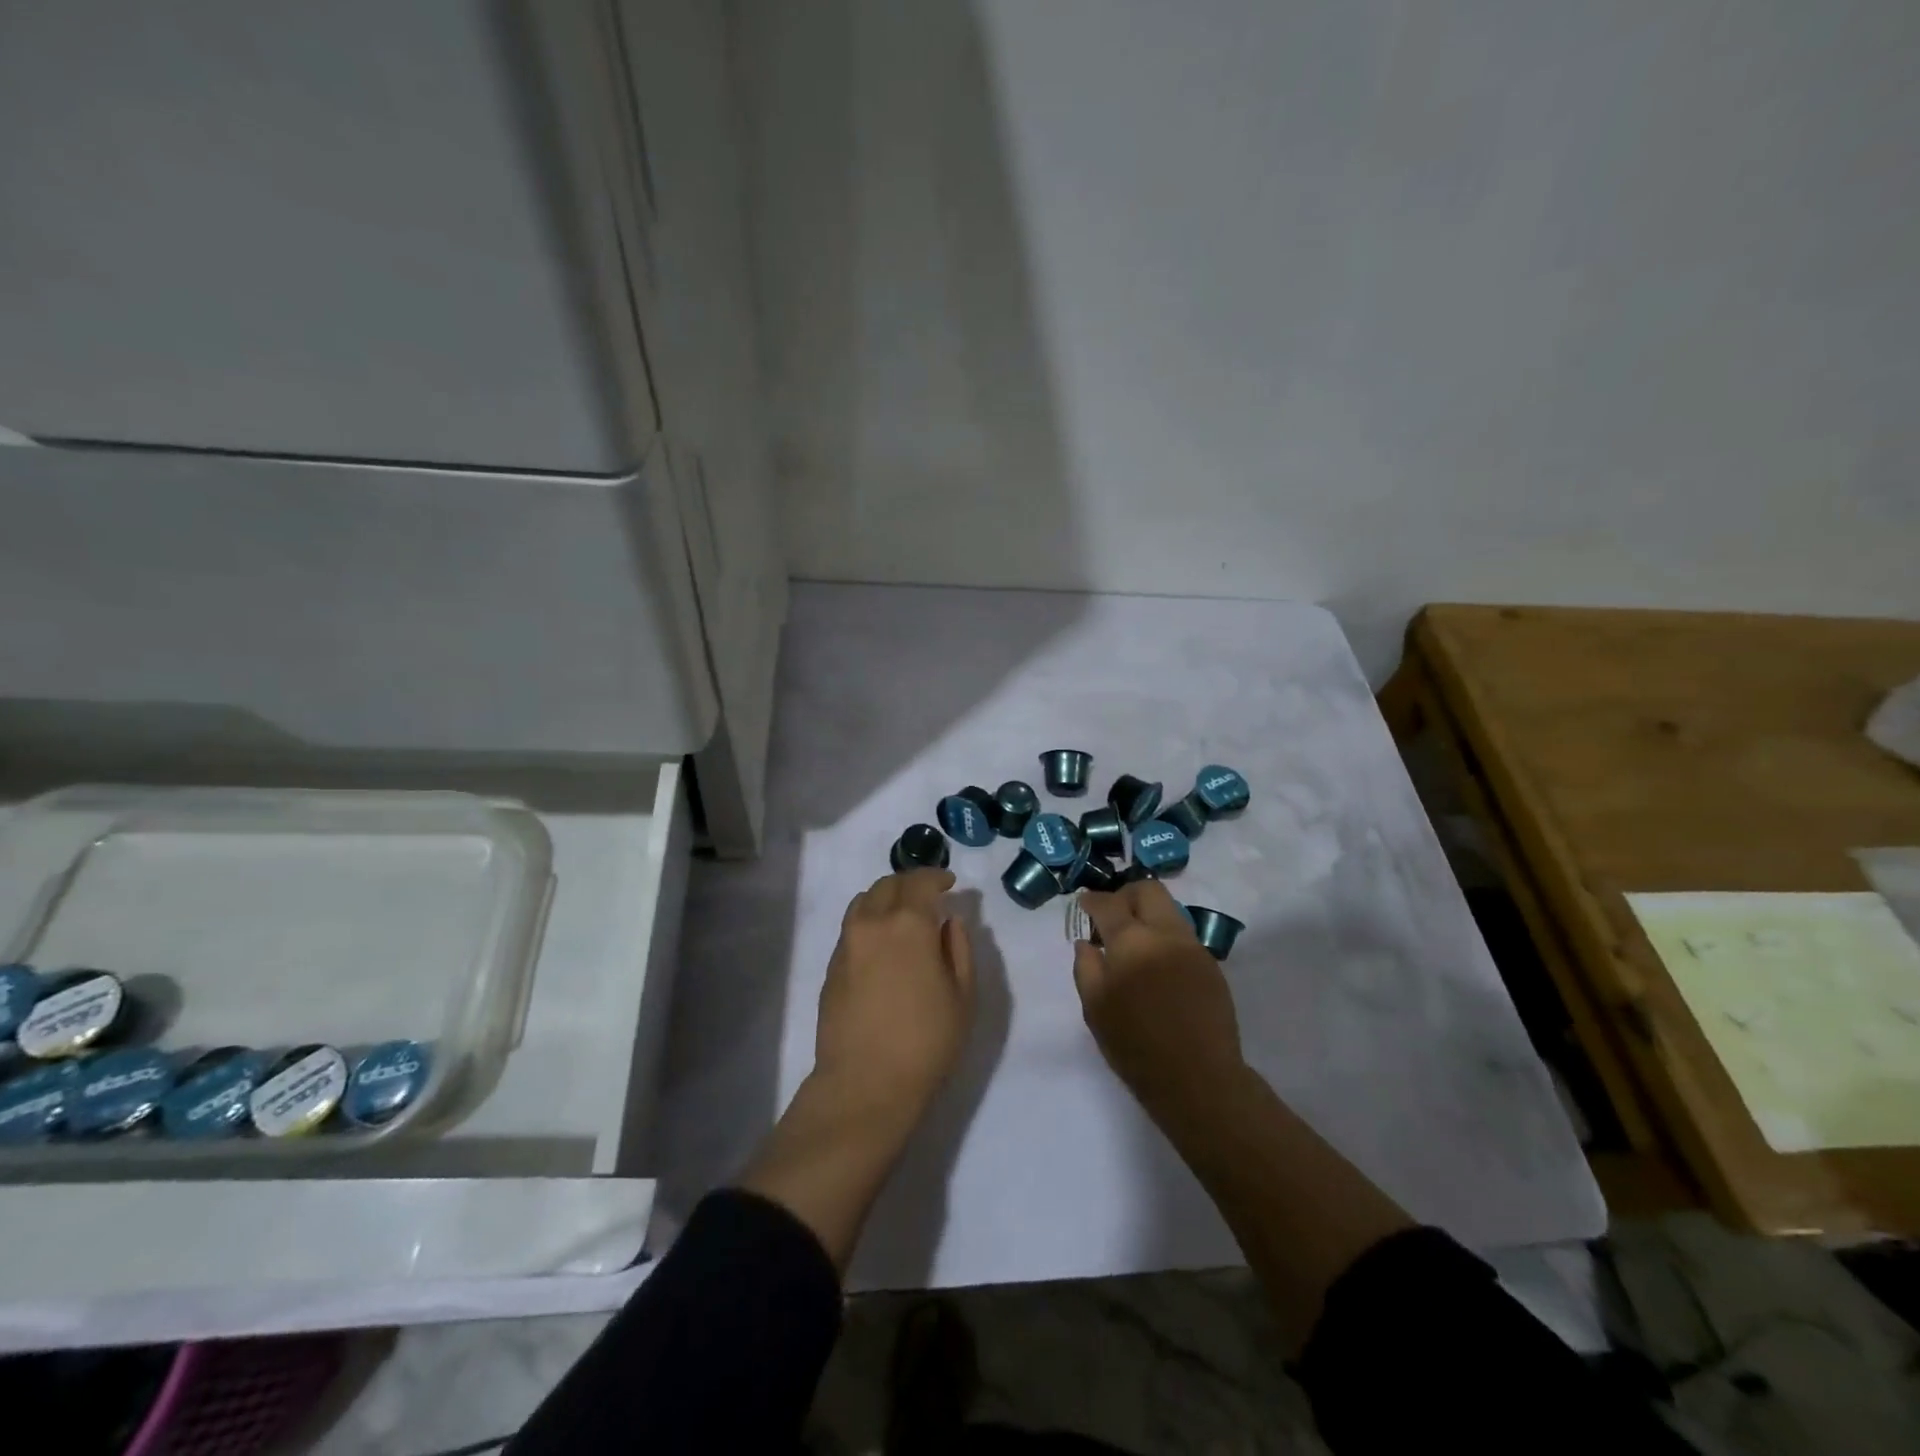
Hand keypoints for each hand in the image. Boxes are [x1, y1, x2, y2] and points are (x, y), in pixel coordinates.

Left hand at [814, 868, 975, 1117]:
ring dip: (885, 898)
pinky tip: (882, 944)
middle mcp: (873, 922)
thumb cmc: (925, 1042)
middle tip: (928, 896)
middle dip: (910, 883)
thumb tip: (949, 922)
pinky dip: (869, 921)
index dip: (936, 876)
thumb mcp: (962, 996)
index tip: (949, 882)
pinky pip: (852, 927)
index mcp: (909, 924)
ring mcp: (847, 943)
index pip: (920, 882)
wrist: (864, 1084)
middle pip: (888, 884)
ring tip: (902, 915)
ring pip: (864, 901)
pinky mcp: (832, 966)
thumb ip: (959, 949)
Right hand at [1073, 880, 1244, 1117]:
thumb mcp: (1095, 1008)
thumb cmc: (1135, 1045)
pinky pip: (1182, 935)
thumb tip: (1087, 942)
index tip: (1084, 905)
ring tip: (1134, 943)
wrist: (1198, 1078)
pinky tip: (1156, 966)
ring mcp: (1193, 947)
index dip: (1092, 900)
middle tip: (1112, 918)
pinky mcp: (1210, 964)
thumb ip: (1086, 967)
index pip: (1109, 903)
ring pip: (1169, 909)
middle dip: (1126, 895)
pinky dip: (1164, 937)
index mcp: (1132, 941)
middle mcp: (1165, 933)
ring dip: (1148, 914)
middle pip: (1148, 890)